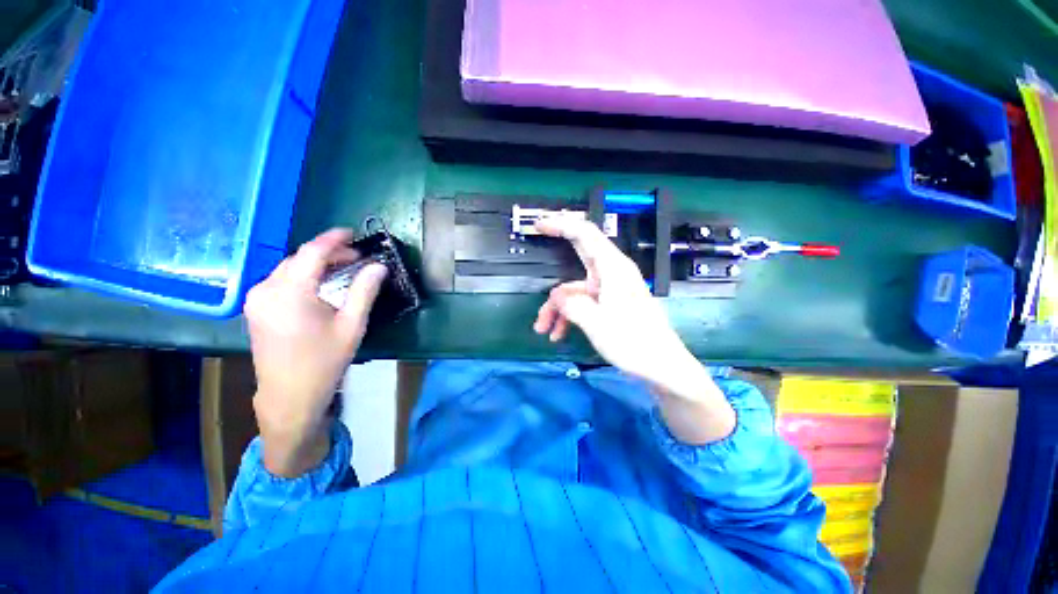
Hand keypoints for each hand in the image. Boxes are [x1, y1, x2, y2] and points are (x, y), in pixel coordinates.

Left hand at [244, 228, 387, 476]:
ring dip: (316, 264)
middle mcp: (266, 290)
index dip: (333, 240)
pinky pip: (281, 281)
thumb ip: (364, 291)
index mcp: (289, 292)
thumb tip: (379, 267)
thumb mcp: (351, 325)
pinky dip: (303, 276)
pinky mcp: (256, 308)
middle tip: (356, 258)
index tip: (352, 233)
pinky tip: (321, 283)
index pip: (312, 253)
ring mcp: (256, 299)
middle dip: (328, 253)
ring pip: (289, 268)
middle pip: (299, 259)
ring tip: (343, 268)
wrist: (288, 396)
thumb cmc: (323, 361)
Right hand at [532, 218, 734, 443]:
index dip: (560, 224)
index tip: (539, 225)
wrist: (661, 367)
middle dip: (555, 251)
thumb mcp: (595, 323)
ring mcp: (609, 289)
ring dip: (556, 307)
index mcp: (612, 268)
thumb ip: (571, 304)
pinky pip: (582, 302)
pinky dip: (568, 315)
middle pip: (578, 252)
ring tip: (543, 329)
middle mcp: (611, 273)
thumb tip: (555, 297)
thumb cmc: (634, 343)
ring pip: (574, 288)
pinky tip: (558, 334)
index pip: (584, 233)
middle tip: (535, 241)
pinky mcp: (609, 303)